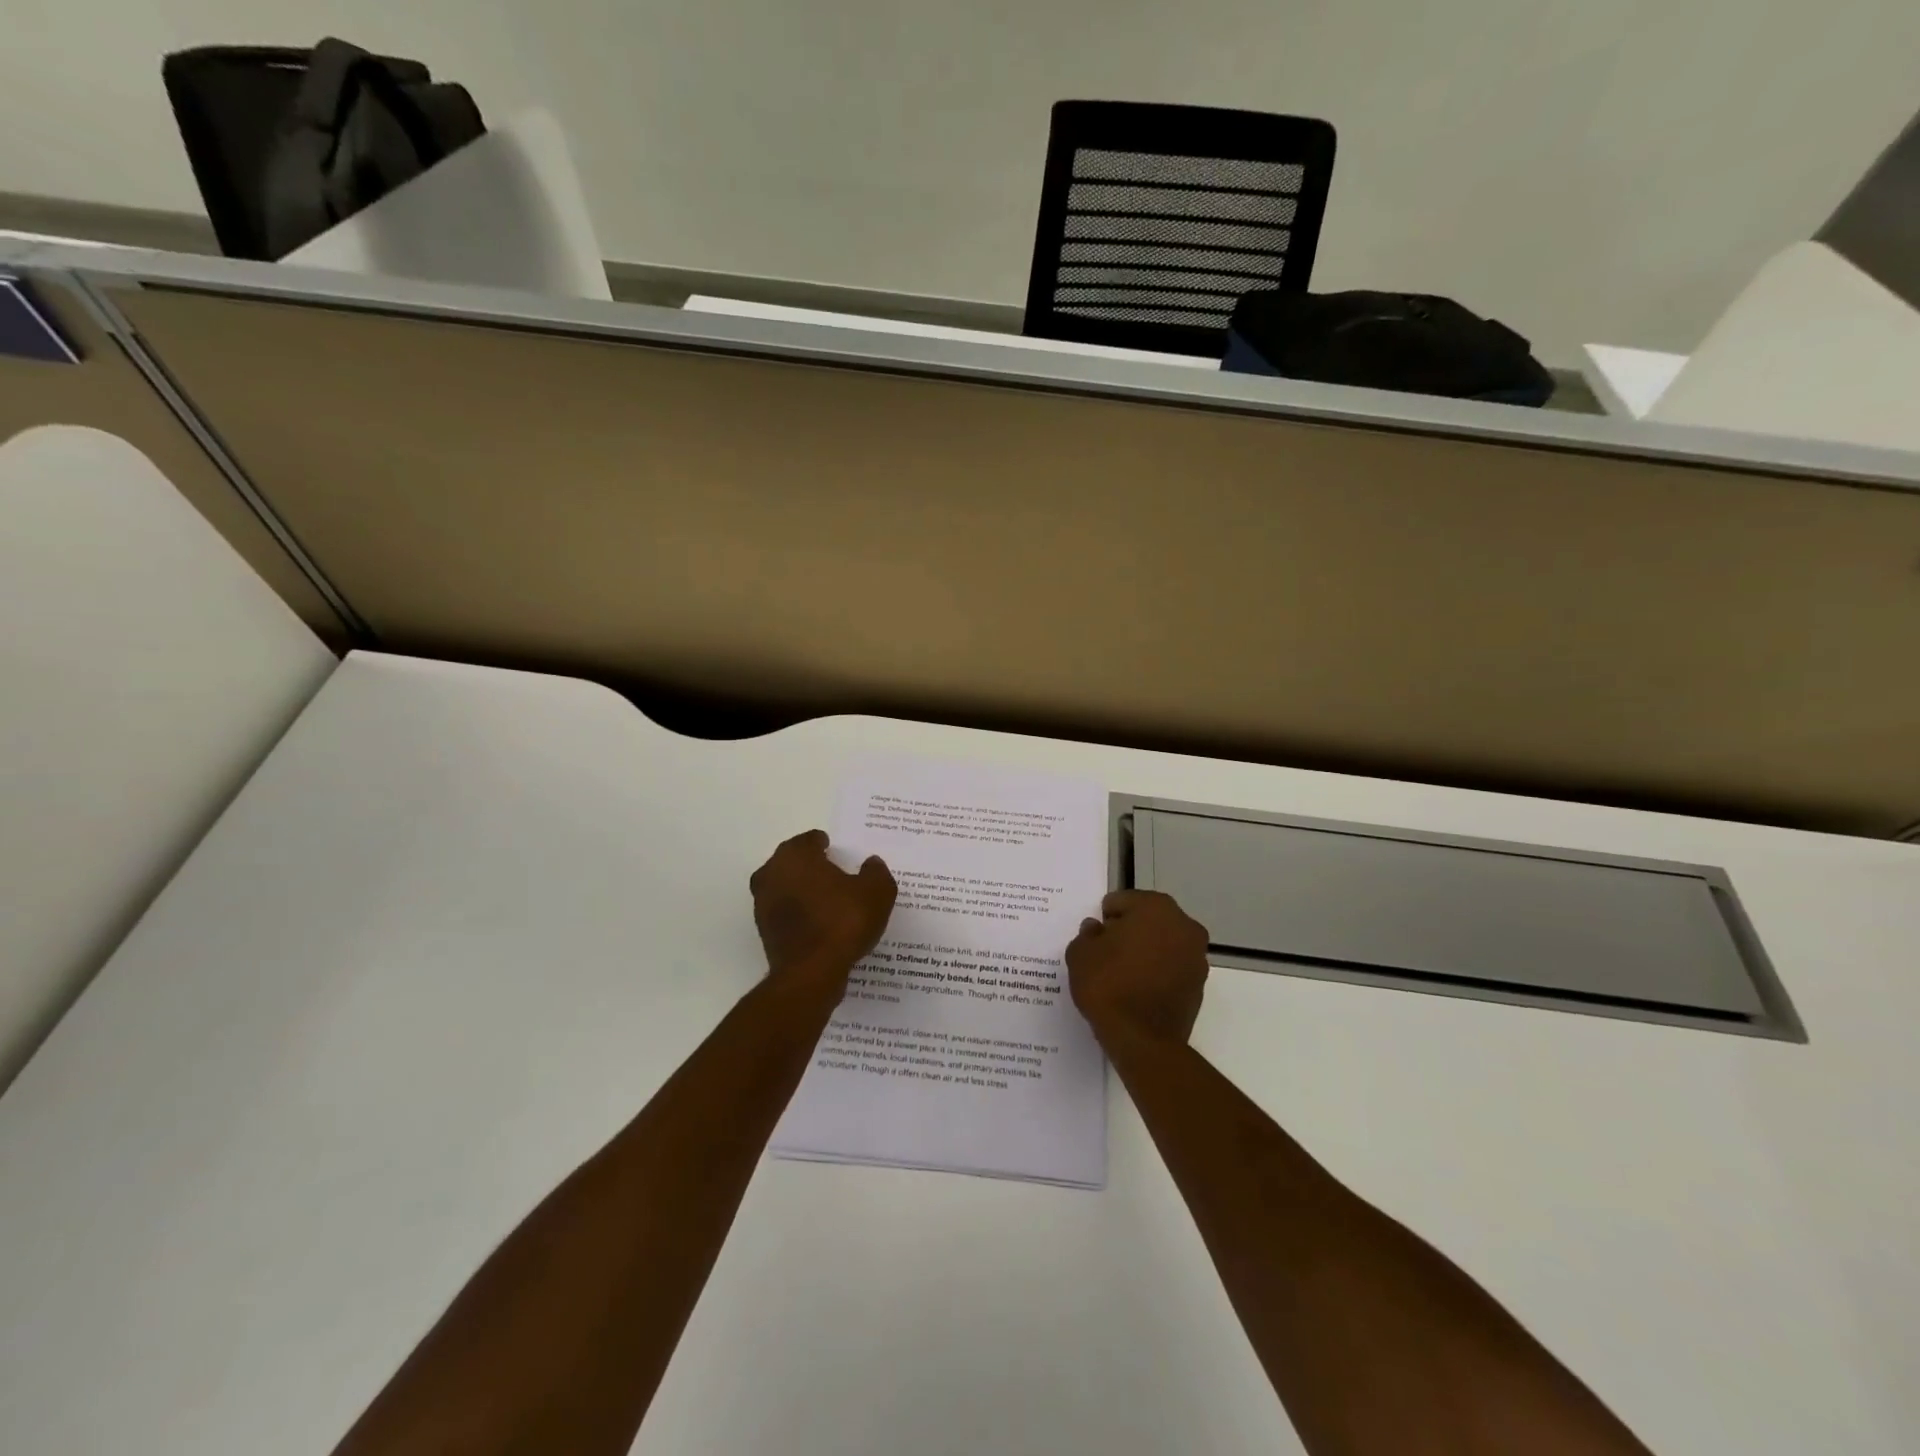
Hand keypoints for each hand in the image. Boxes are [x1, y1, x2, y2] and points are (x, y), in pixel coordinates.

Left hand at [750, 830, 896, 991]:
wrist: (811, 973)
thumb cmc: (843, 922)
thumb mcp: (876, 892)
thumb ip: (876, 873)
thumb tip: (872, 864)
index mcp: (795, 856)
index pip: (809, 841)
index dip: (824, 844)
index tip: (836, 851)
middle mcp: (772, 874)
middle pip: (792, 862)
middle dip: (810, 865)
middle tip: (833, 872)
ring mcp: (763, 904)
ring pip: (785, 887)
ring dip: (802, 890)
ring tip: (828, 899)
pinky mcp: (764, 931)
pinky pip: (785, 913)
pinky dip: (799, 913)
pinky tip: (819, 923)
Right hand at [1066, 890, 1209, 1048]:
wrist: (1142, 1039)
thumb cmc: (1108, 985)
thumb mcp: (1080, 954)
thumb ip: (1087, 934)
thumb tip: (1097, 930)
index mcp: (1155, 907)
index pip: (1122, 902)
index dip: (1105, 919)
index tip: (1096, 939)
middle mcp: (1183, 925)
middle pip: (1147, 920)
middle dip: (1129, 932)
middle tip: (1107, 955)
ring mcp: (1196, 955)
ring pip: (1163, 944)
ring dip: (1146, 952)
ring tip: (1122, 975)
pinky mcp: (1200, 984)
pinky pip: (1172, 968)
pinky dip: (1157, 973)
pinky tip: (1138, 990)